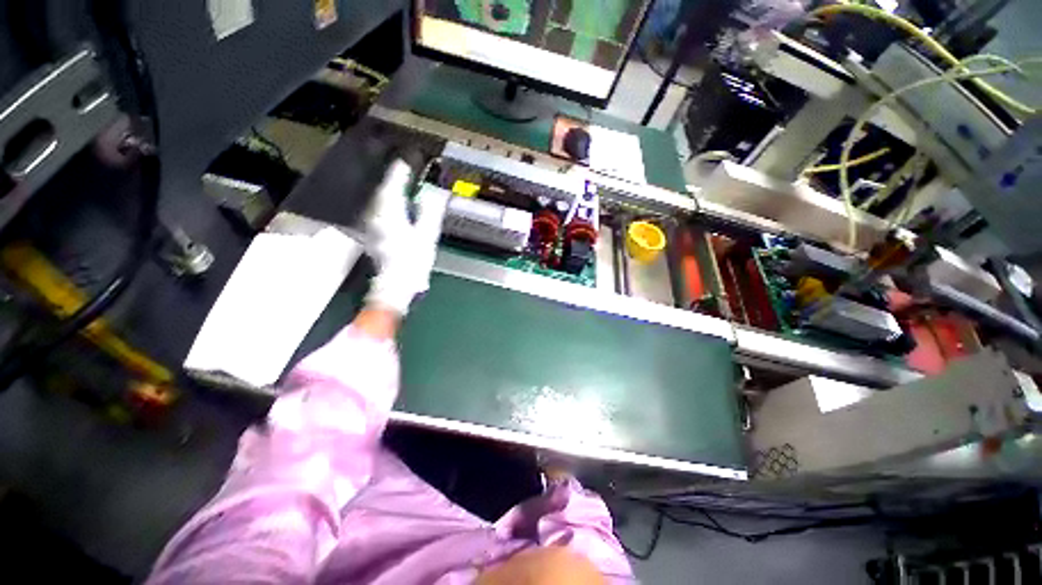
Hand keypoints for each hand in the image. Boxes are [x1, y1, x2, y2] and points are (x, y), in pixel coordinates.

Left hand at [363, 159, 448, 315]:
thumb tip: (436, 192)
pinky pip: (381, 209)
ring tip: (405, 183)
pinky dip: (390, 203)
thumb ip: (431, 211)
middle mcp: (376, 213)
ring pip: (382, 198)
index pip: (394, 181)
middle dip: (396, 177)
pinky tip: (398, 205)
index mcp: (390, 211)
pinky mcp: (373, 232)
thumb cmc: (412, 262)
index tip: (410, 160)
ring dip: (393, 189)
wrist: (394, 285)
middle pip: (385, 187)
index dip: (402, 169)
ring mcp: (372, 223)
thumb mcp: (427, 235)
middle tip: (408, 169)